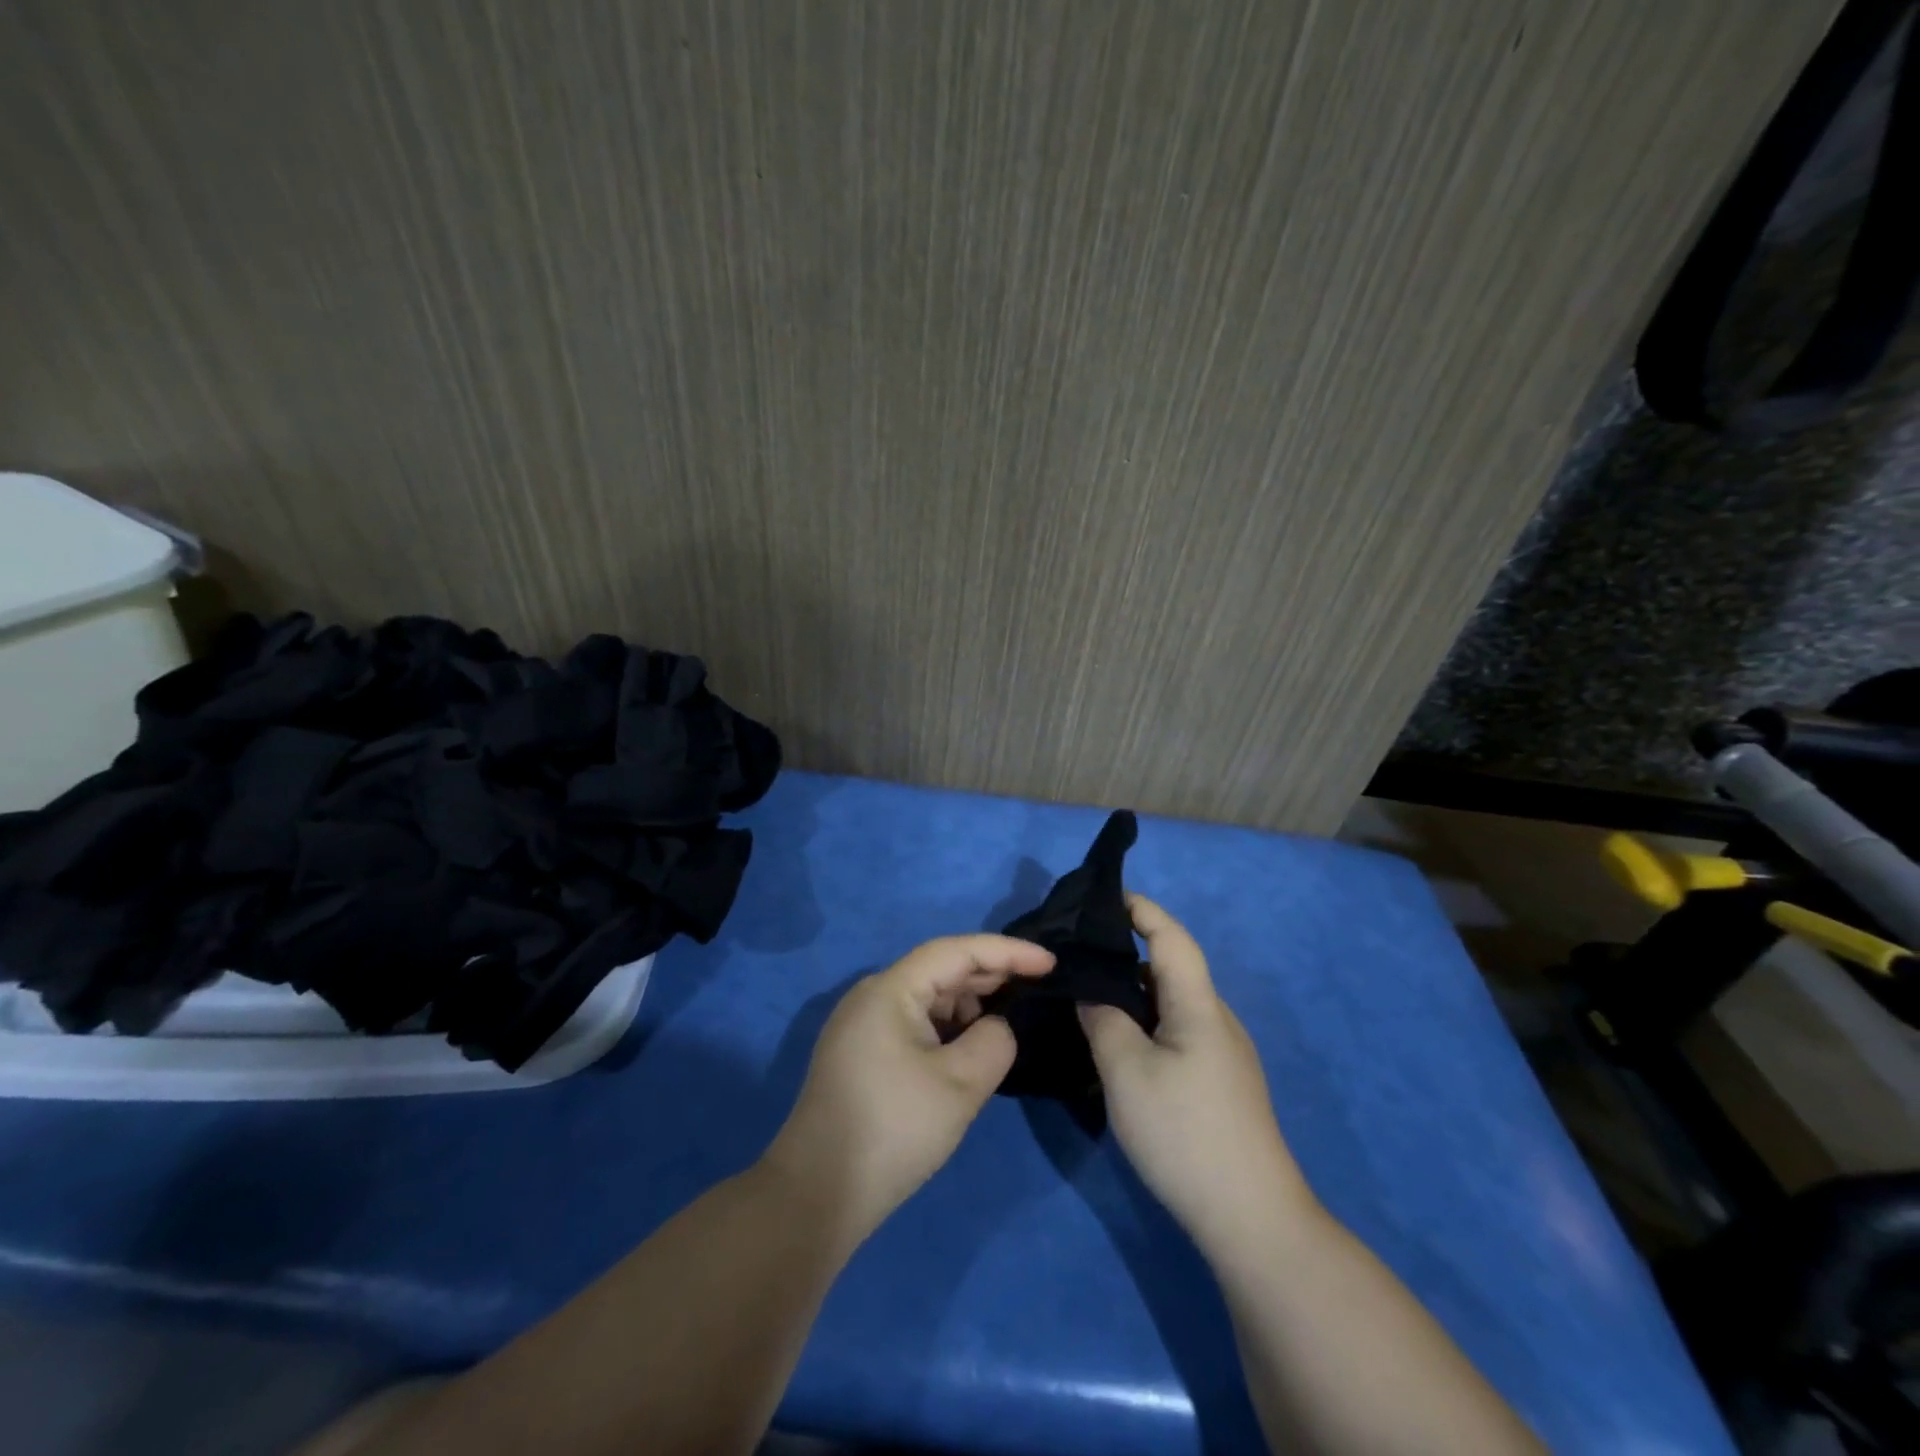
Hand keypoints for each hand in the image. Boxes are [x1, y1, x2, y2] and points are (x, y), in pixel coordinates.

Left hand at [765, 934, 1055, 1244]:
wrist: (816, 1196)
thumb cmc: (892, 1130)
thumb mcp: (959, 1086)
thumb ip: (993, 1042)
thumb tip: (997, 1027)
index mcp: (890, 989)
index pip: (956, 951)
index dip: (1007, 952)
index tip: (1050, 962)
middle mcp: (873, 995)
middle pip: (940, 969)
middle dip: (991, 975)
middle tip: (1038, 987)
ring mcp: (863, 1024)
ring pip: (928, 997)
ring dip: (969, 1003)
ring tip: (1010, 1019)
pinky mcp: (861, 1052)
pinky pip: (914, 1022)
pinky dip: (948, 1027)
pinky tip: (971, 1046)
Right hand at [1079, 896, 1318, 1257]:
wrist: (1252, 1218)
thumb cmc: (1184, 1132)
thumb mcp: (1127, 1071)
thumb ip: (1102, 1020)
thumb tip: (1090, 992)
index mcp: (1199, 1005)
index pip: (1171, 937)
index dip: (1141, 909)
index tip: (1103, 896)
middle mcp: (1217, 1018)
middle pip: (1171, 967)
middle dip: (1127, 950)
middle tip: (1078, 954)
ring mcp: (1223, 1052)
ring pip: (1173, 1003)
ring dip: (1133, 991)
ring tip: (1089, 995)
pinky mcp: (1221, 1082)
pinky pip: (1178, 1030)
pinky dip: (1146, 1020)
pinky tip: (1121, 1043)